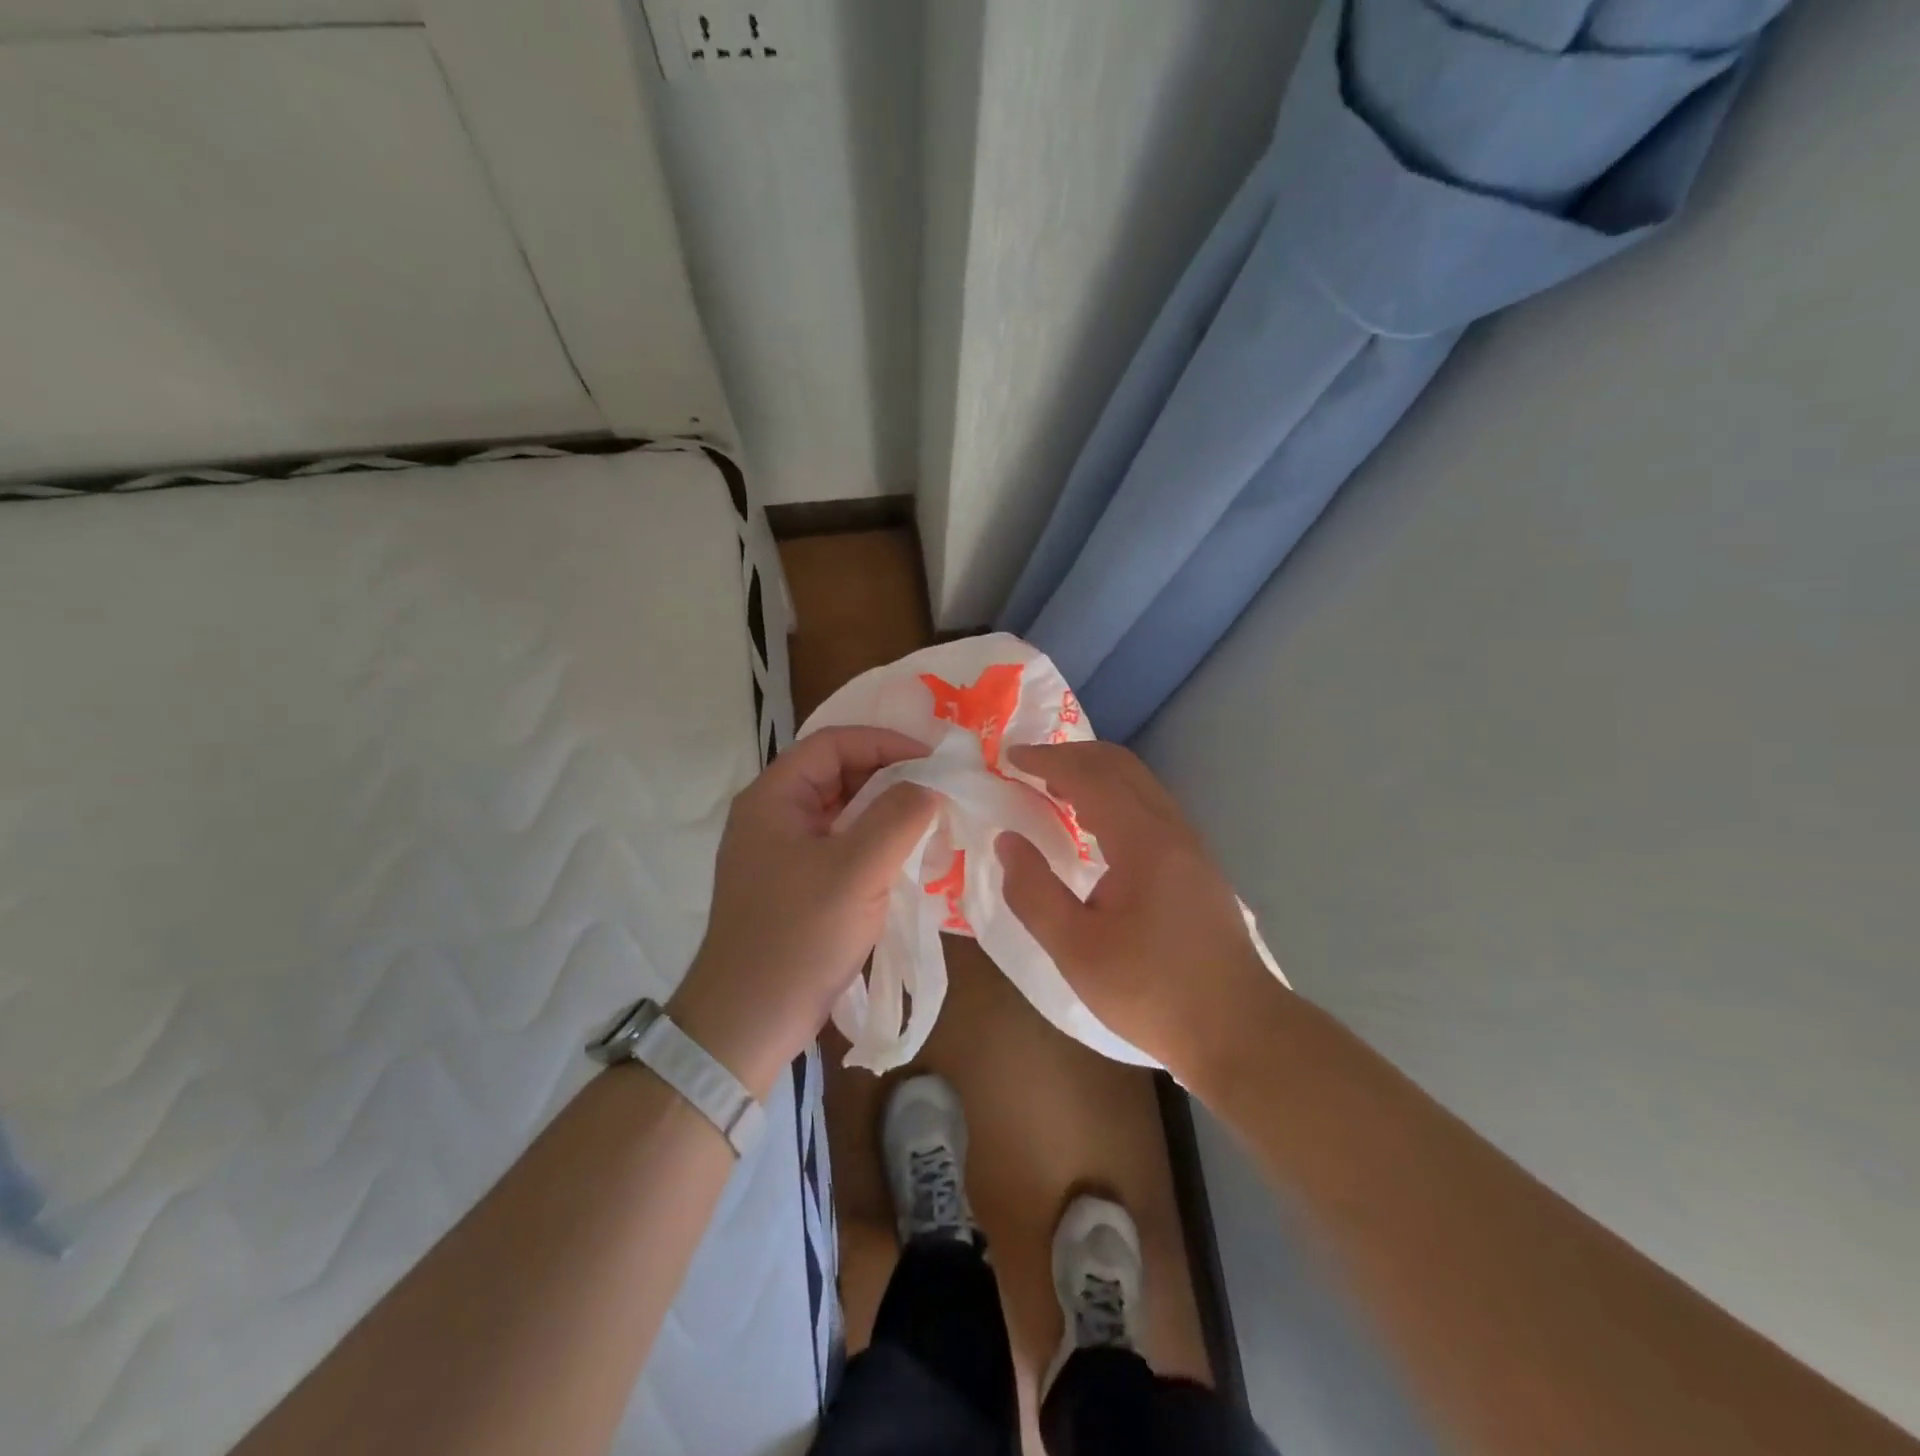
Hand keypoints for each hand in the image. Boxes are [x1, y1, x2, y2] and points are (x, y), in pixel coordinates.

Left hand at [669, 727, 936, 1098]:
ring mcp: (782, 852)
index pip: (834, 743)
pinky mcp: (795, 885)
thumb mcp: (857, 869)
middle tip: (939, 791)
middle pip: (838, 774)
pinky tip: (907, 859)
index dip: (886, 743)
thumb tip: (931, 786)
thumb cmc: (798, 936)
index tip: (934, 761)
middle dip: (890, 777)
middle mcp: (774, 815)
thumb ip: (900, 816)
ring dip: (886, 812)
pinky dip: (875, 844)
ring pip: (842, 812)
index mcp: (774, 797)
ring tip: (931, 822)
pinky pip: (841, 846)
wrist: (748, 1021)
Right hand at [995, 741, 1282, 1082]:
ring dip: (1095, 774)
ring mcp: (1190, 845)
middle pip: (1121, 766)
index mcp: (1143, 840)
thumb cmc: (1151, 991)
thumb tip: (1007, 841)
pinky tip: (1094, 829)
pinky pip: (1150, 807)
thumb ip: (1034, 892)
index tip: (1009, 758)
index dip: (1047, 760)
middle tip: (1029, 766)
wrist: (1238, 1030)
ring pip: (1140, 784)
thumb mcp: (1076, 950)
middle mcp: (1171, 829)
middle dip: (1072, 755)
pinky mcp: (1197, 865)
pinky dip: (1114, 797)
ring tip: (1054, 790)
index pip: (1090, 776)